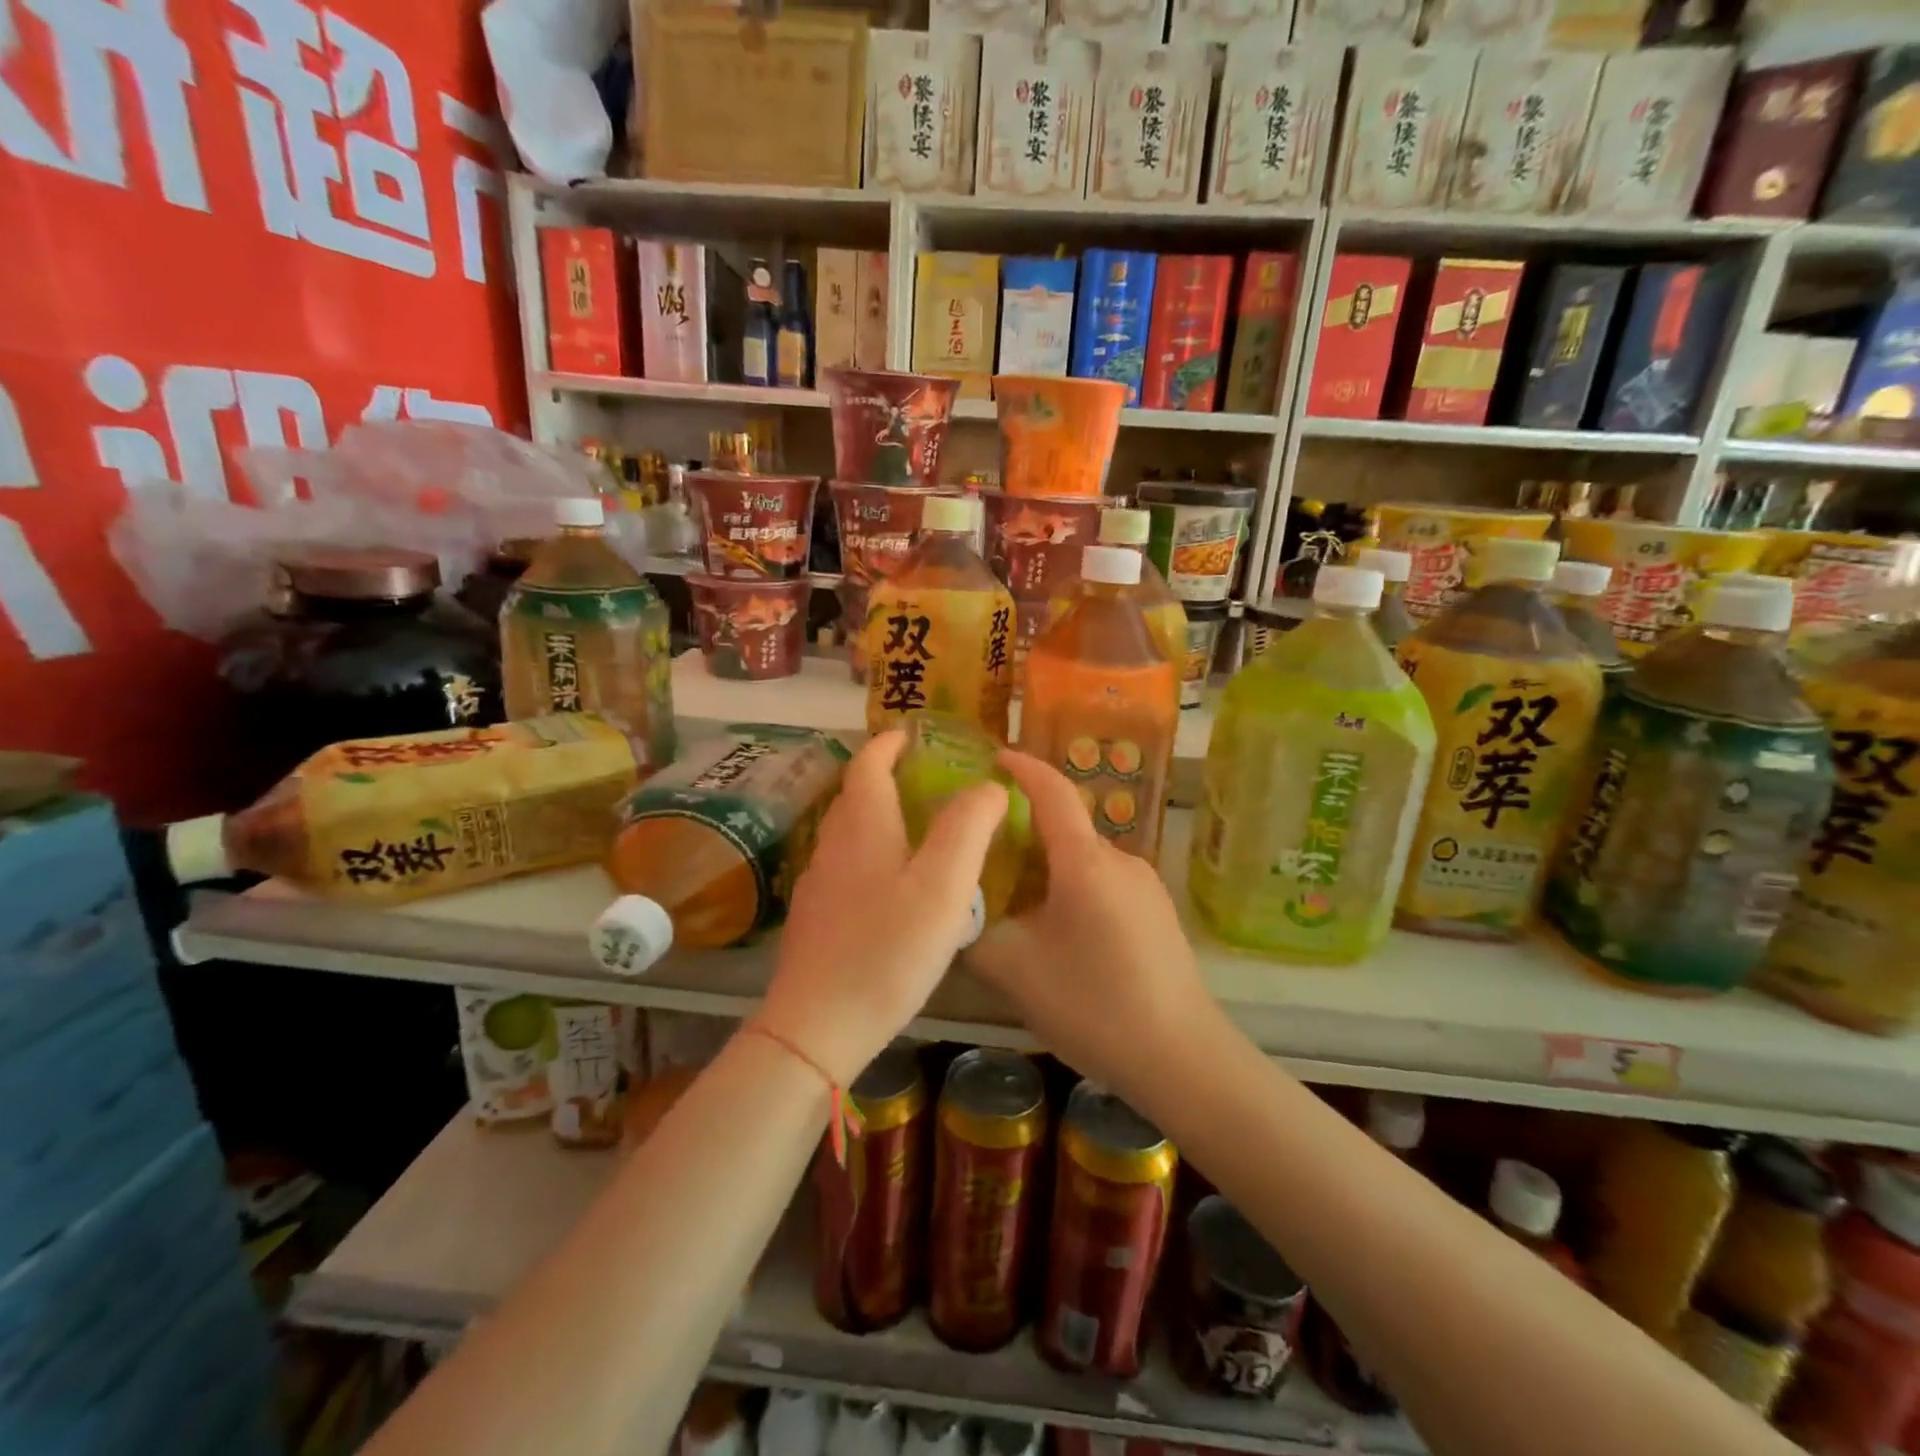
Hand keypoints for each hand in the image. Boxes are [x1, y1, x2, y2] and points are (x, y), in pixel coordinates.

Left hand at [760, 730, 1007, 1087]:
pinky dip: (869, 855)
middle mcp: (833, 845)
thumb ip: (967, 827)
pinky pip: (845, 867)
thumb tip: (987, 786)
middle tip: (924, 780)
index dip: (888, 744)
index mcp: (863, 827)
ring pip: (848, 833)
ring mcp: (817, 884)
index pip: (868, 764)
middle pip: (854, 796)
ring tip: (916, 830)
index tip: (910, 734)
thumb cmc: (887, 949)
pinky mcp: (814, 919)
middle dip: (884, 777)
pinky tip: (891, 887)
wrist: (817, 1026)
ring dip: (877, 817)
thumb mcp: (942, 885)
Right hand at [964, 750, 1217, 1097]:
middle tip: (983, 856)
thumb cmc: (1093, 1006)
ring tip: (1015, 904)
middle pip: (1064, 828)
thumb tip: (957, 907)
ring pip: (1083, 860)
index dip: (1021, 768)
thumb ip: (975, 929)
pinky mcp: (1158, 912)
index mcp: (1085, 862)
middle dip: (1023, 831)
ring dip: (1048, 868)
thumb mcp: (1014, 969)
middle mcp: (1120, 860)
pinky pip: (1104, 883)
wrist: (1182, 1058)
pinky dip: (1073, 889)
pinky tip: (1059, 934)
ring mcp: (1145, 885)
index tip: (992, 758)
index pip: (1052, 791)